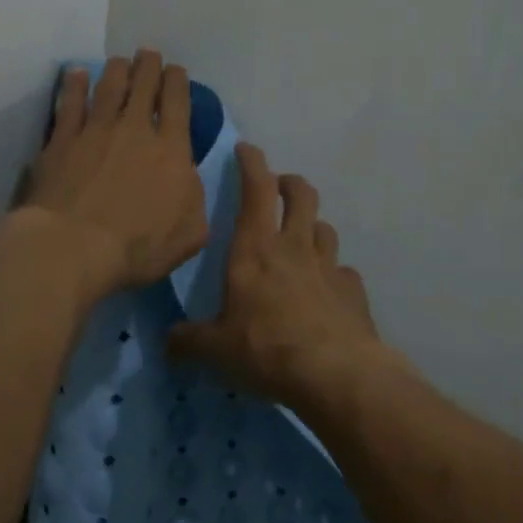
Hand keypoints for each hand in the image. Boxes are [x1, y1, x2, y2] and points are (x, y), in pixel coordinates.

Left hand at [22, 50, 208, 294]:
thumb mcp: (191, 233)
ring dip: (117, 70)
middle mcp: (134, 130)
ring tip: (120, 60)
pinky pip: (69, 104)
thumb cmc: (139, 246)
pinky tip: (76, 74)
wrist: (75, 246)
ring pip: (108, 88)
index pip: (177, 104)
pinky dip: (74, 85)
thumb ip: (195, 201)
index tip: (175, 70)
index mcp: (171, 150)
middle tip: (148, 54)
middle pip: (143, 86)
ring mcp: (95, 131)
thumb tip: (187, 181)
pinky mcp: (61, 141)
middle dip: (149, 66)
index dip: (177, 82)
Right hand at [168, 143, 398, 407]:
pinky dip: (334, 273)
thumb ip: (188, 341)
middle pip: (301, 195)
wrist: (335, 373)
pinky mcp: (353, 292)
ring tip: (302, 237)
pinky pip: (343, 271)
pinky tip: (327, 289)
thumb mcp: (214, 349)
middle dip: (289, 182)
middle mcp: (294, 248)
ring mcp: (329, 267)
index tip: (247, 149)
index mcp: (255, 249)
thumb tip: (169, 341)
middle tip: (280, 186)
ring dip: (312, 225)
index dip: (251, 163)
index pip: (255, 190)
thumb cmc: (266, 349)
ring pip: (324, 228)